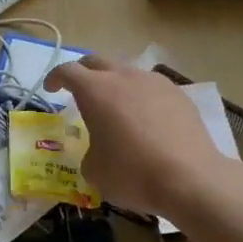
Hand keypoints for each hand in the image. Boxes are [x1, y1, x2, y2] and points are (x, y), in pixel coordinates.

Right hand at [46, 56, 235, 224]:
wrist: (191, 179)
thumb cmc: (133, 173)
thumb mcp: (95, 171)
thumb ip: (89, 153)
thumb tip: (98, 152)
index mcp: (95, 90)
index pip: (67, 71)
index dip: (55, 78)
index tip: (51, 89)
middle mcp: (124, 76)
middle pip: (97, 62)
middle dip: (84, 73)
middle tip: (79, 91)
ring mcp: (154, 82)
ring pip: (127, 72)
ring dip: (115, 83)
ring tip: (116, 107)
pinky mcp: (179, 95)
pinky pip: (152, 88)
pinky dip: (142, 97)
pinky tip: (147, 120)